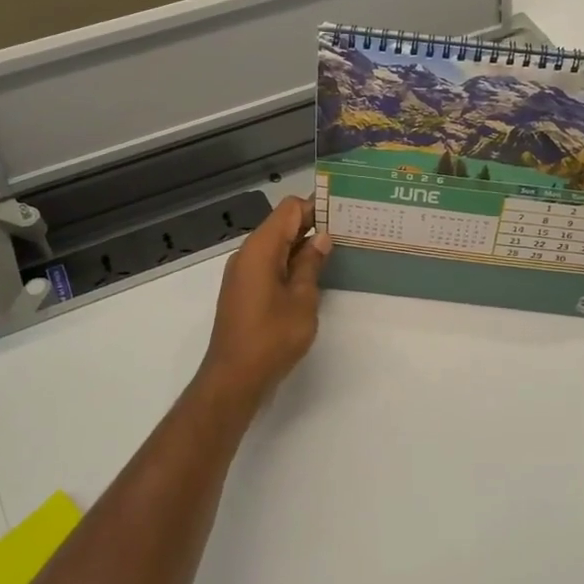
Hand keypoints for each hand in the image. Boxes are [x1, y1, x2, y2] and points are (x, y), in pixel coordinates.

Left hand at [197, 196, 331, 405]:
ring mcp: (244, 273)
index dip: (315, 205)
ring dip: (302, 245)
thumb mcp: (302, 300)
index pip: (289, 209)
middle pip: (281, 224)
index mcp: (260, 248)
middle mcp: (248, 254)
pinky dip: (291, 263)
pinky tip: (314, 273)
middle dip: (312, 223)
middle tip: (349, 228)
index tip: (343, 210)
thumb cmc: (271, 337)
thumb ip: (311, 264)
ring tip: (337, 249)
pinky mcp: (245, 290)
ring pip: (276, 245)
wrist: (234, 378)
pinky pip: (270, 264)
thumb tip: (321, 237)